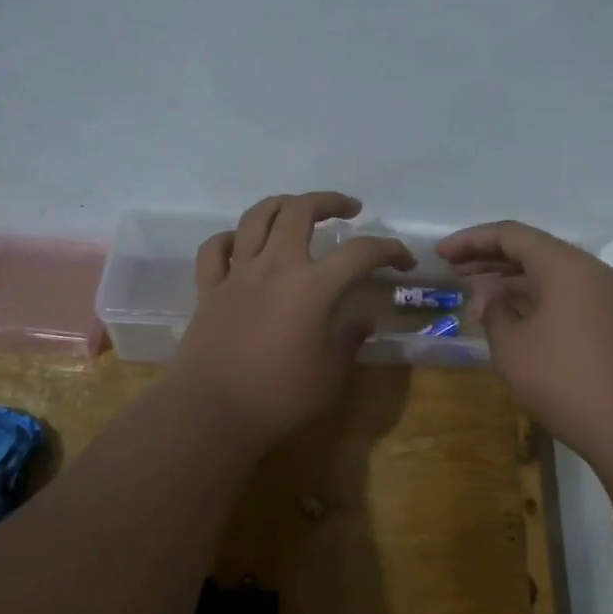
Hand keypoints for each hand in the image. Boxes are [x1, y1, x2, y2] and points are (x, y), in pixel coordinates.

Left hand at [175, 192, 414, 444]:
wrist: (212, 412)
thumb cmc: (279, 397)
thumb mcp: (330, 374)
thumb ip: (348, 341)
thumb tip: (362, 322)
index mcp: (312, 287)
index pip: (361, 253)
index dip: (389, 250)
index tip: (404, 262)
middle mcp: (274, 267)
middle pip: (300, 211)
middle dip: (329, 201)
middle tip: (348, 209)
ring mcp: (237, 274)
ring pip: (256, 217)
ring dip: (281, 205)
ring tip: (297, 210)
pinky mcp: (208, 289)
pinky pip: (215, 249)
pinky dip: (230, 239)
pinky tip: (242, 245)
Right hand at [437, 221, 612, 476]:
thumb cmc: (567, 383)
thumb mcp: (514, 348)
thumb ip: (494, 311)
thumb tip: (489, 294)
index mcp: (565, 265)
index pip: (511, 234)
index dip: (471, 240)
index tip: (440, 254)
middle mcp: (591, 271)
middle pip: (533, 249)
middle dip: (489, 257)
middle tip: (453, 269)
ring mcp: (608, 297)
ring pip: (551, 273)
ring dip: (512, 278)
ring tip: (478, 292)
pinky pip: (567, 294)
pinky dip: (535, 296)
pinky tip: (514, 315)